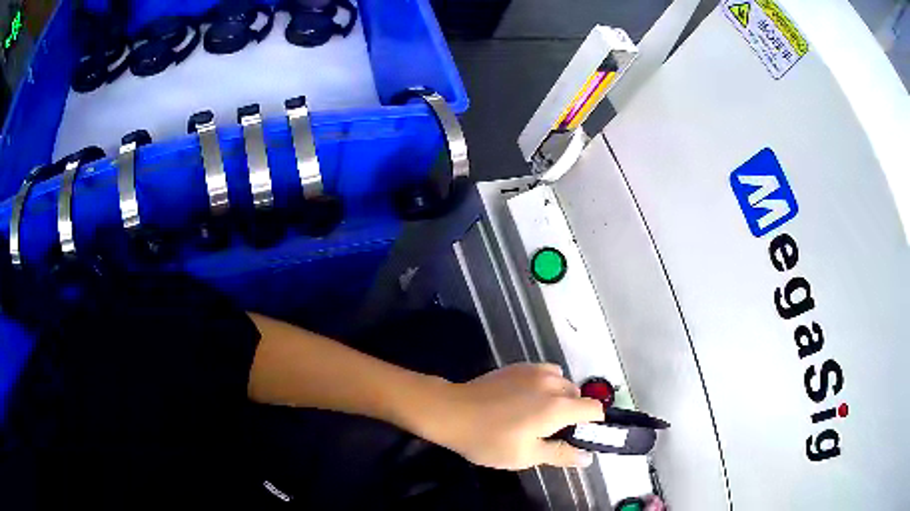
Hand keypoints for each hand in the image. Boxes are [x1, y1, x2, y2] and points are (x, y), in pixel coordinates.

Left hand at [424, 363, 604, 469]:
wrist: (452, 412)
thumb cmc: (490, 439)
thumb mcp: (526, 456)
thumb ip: (561, 454)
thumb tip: (587, 457)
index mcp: (558, 407)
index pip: (595, 409)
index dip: (594, 424)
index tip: (580, 437)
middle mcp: (552, 383)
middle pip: (578, 396)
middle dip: (573, 414)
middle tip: (550, 433)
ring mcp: (535, 371)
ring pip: (562, 384)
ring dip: (559, 399)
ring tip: (535, 417)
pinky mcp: (519, 366)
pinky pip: (545, 374)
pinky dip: (545, 387)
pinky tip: (524, 401)